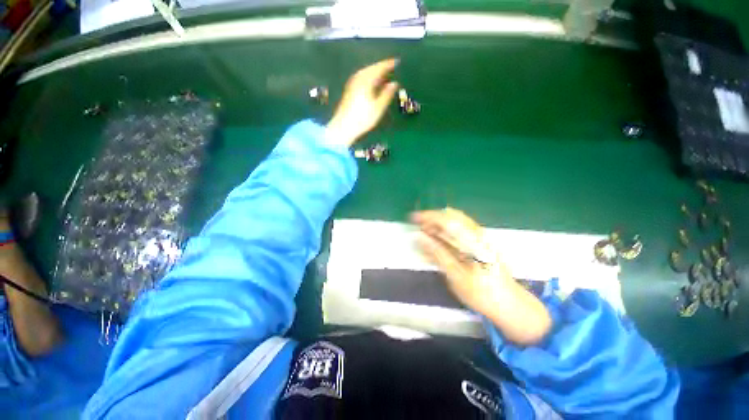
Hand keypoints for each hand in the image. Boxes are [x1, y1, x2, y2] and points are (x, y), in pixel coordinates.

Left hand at [326, 58, 399, 146]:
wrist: (344, 126)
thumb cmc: (363, 118)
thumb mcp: (378, 107)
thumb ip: (387, 94)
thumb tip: (394, 83)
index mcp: (366, 80)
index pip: (379, 68)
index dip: (388, 64)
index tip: (397, 61)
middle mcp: (358, 78)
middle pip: (371, 68)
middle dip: (381, 67)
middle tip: (391, 67)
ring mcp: (352, 83)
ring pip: (366, 72)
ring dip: (375, 72)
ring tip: (384, 75)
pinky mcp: (349, 90)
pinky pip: (362, 77)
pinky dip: (369, 77)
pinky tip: (373, 83)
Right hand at [412, 208, 551, 345]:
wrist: (509, 304)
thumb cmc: (482, 293)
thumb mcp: (456, 276)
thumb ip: (438, 253)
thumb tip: (419, 236)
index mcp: (472, 242)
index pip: (447, 220)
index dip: (428, 216)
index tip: (413, 218)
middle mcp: (477, 234)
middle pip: (451, 216)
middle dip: (432, 218)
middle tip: (418, 227)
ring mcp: (480, 237)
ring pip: (455, 221)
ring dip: (438, 224)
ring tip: (425, 233)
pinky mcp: (480, 242)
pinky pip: (459, 230)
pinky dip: (445, 232)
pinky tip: (437, 242)